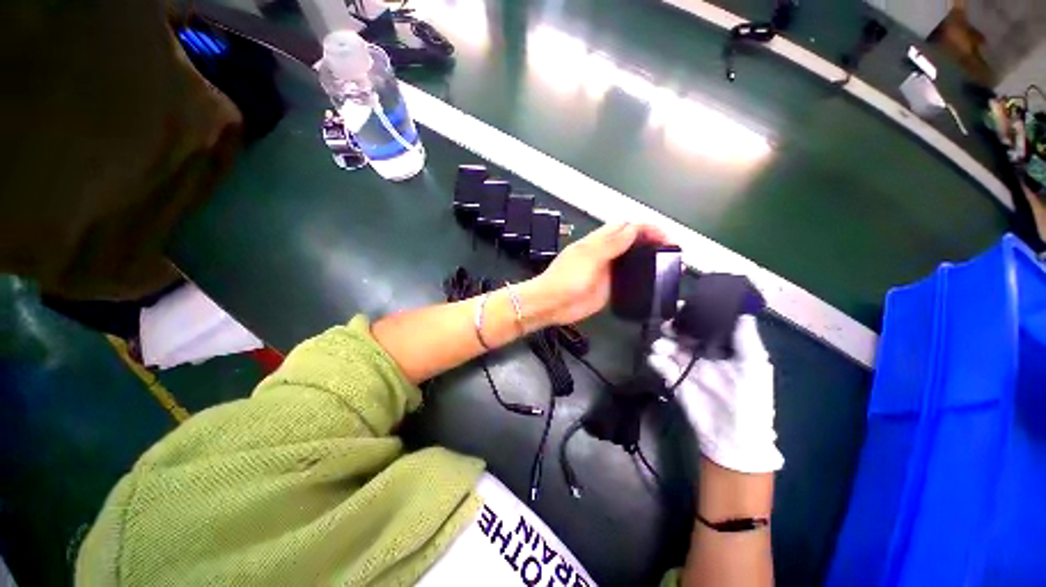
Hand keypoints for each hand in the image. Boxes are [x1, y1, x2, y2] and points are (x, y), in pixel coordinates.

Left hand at [523, 222, 667, 326]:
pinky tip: (652, 281)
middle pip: (632, 241)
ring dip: (648, 258)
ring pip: (632, 259)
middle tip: (672, 250)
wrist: (552, 305)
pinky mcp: (609, 287)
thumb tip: (633, 227)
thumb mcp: (588, 258)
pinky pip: (628, 279)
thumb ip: (610, 243)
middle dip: (652, 241)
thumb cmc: (566, 279)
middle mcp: (605, 253)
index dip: (647, 227)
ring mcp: (607, 271)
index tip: (665, 236)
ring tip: (668, 264)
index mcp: (598, 241)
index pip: (626, 227)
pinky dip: (641, 277)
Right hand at [647, 316, 782, 473]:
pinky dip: (656, 360)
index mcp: (722, 348)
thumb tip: (743, 313)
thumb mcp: (754, 367)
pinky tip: (658, 361)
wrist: (733, 437)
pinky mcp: (674, 379)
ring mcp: (686, 366)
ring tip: (662, 348)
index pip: (705, 325)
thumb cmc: (750, 400)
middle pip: (682, 333)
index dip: (693, 314)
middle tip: (669, 327)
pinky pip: (660, 364)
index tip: (682, 306)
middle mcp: (702, 354)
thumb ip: (746, 340)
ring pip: (668, 346)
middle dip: (673, 327)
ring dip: (662, 343)